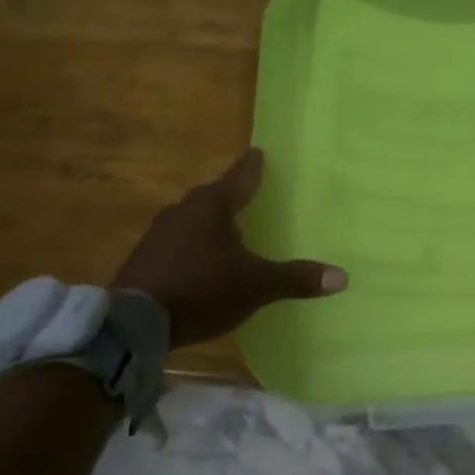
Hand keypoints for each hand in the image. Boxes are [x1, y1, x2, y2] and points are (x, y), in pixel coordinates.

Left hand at [112, 148, 346, 348]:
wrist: (132, 322)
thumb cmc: (201, 289)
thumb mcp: (255, 285)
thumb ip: (295, 278)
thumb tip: (342, 277)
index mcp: (212, 206)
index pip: (240, 177)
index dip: (253, 166)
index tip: (258, 152)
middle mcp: (184, 210)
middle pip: (214, 197)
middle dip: (231, 197)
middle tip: (249, 195)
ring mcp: (159, 234)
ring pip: (193, 220)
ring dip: (211, 224)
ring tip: (229, 232)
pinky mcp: (145, 258)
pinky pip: (178, 243)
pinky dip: (194, 247)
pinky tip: (202, 263)